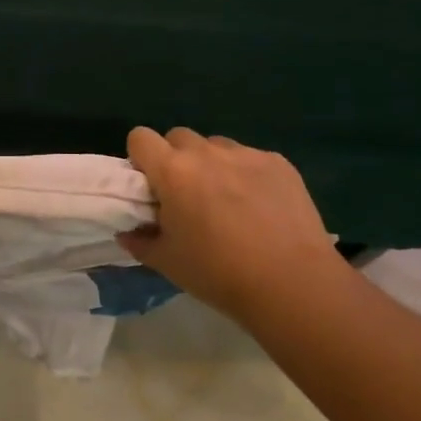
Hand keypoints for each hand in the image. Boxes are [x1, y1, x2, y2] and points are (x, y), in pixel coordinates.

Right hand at [119, 127, 349, 325]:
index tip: (151, 184)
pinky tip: (262, 208)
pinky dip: (247, 175)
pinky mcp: (278, 162)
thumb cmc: (219, 273)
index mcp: (172, 171)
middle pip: (178, 137)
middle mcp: (206, 152)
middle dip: (176, 159)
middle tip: (187, 195)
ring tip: (228, 201)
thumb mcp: (168, 263)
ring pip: (216, 146)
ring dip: (212, 164)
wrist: (292, 284)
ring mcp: (245, 154)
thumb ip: (140, 241)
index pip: (140, 137)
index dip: (141, 157)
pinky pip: (251, 158)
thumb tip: (127, 232)